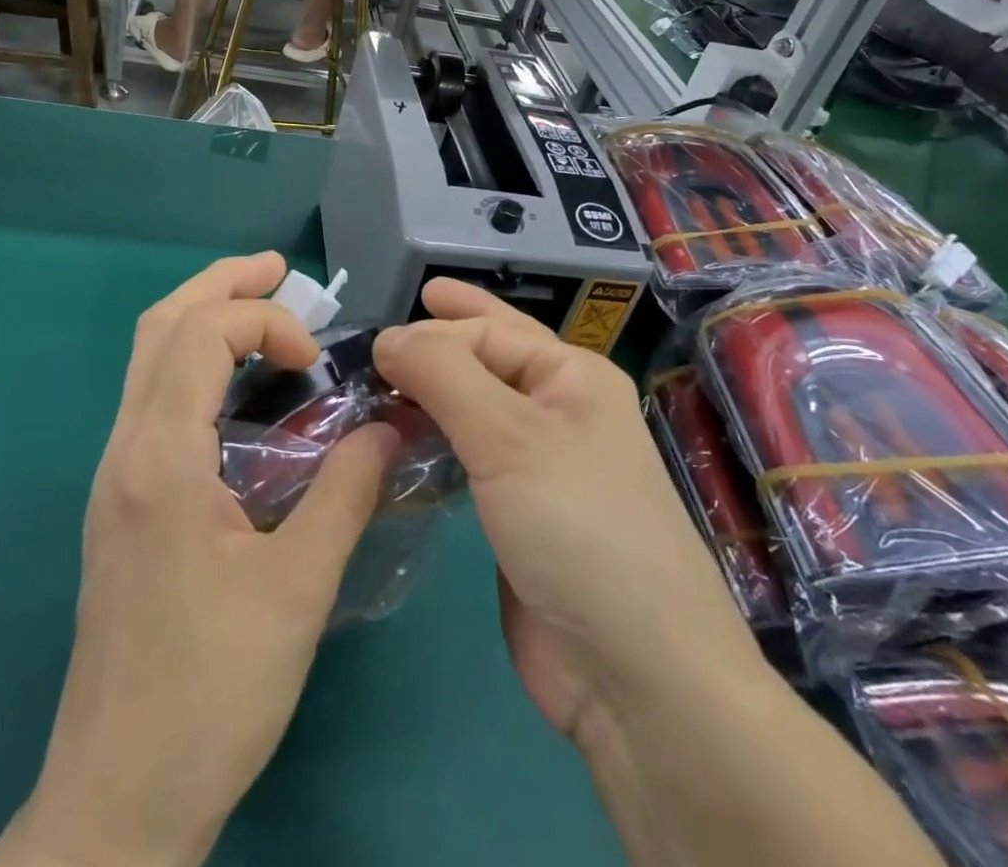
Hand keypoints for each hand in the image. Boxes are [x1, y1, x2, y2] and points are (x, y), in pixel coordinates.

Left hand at [0, 254, 396, 866]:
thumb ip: (345, 493)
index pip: (198, 335)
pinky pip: (153, 399)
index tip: (316, 360)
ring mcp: (115, 476)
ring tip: (263, 309)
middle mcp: (124, 451)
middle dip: (220, 285)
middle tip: (278, 270)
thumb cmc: (211, 693)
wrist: (118, 798)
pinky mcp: (121, 502)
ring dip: (203, 319)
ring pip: (148, 360)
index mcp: (160, 459)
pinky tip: (239, 388)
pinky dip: (195, 364)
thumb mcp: (297, 590)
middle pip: (159, 327)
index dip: (263, 322)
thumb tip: (387, 427)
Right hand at [371, 281, 758, 746]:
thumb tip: (388, 336)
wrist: (634, 674)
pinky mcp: (518, 512)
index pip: (488, 332)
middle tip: (379, 339)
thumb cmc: (577, 527)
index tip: (373, 347)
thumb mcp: (509, 435)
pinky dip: (435, 442)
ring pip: (473, 408)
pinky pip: (468, 457)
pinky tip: (402, 444)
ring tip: (381, 388)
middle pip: (486, 359)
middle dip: (437, 343)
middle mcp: (559, 410)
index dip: (431, 332)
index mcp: (572, 376)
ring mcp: (540, 464)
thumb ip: (443, 374)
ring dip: (430, 394)